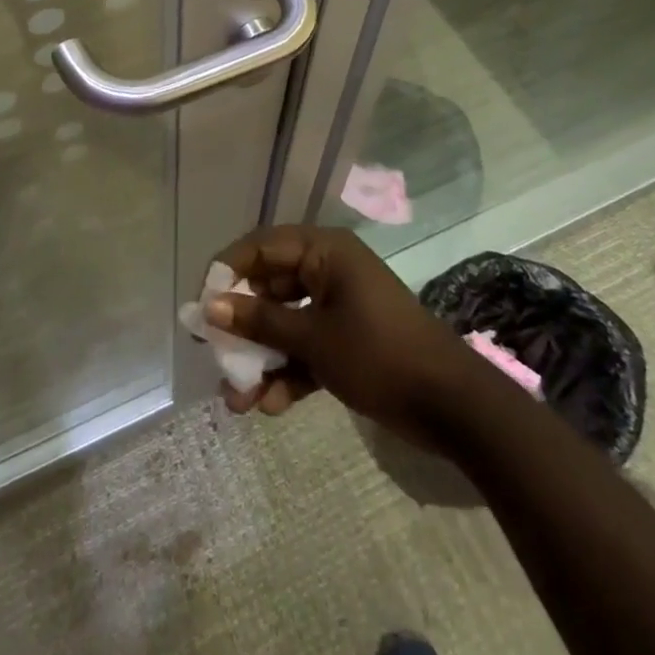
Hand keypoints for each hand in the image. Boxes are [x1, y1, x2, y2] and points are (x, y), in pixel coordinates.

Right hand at [204, 225, 480, 443]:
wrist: (454, 407)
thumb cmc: (379, 355)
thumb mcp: (314, 338)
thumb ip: (260, 321)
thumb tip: (209, 307)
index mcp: (324, 251)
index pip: (260, 247)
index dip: (227, 273)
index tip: (200, 307)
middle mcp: (328, 269)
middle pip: (270, 288)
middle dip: (243, 328)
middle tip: (215, 357)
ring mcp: (339, 305)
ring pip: (286, 323)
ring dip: (262, 358)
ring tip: (238, 400)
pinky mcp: (348, 339)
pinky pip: (307, 346)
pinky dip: (289, 371)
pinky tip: (271, 407)